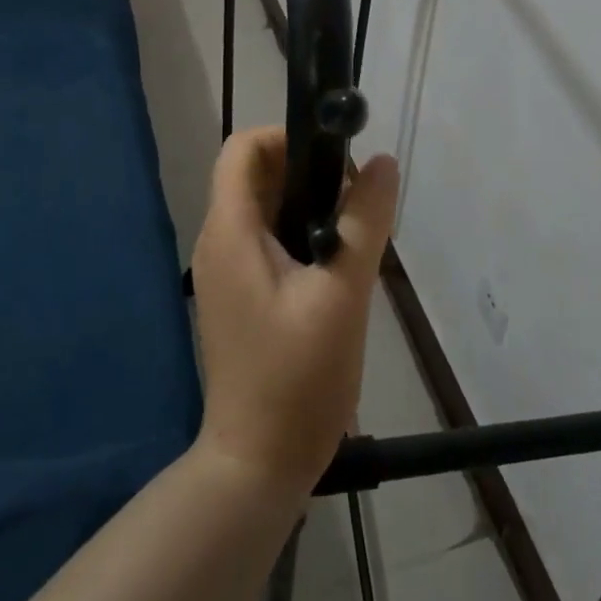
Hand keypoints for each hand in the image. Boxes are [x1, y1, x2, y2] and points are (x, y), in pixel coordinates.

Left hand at [191, 128, 398, 499]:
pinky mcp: (238, 294)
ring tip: (352, 232)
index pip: (243, 148)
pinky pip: (265, 239)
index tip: (337, 160)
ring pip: (263, 207)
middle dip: (306, 170)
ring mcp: (224, 270)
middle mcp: (217, 241)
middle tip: (355, 199)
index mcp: (229, 231)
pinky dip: (299, 232)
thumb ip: (364, 222)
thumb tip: (384, 162)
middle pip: (254, 174)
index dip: (287, 137)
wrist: (258, 463)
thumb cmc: (298, 377)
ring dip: (307, 203)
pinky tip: (334, 264)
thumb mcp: (343, 294)